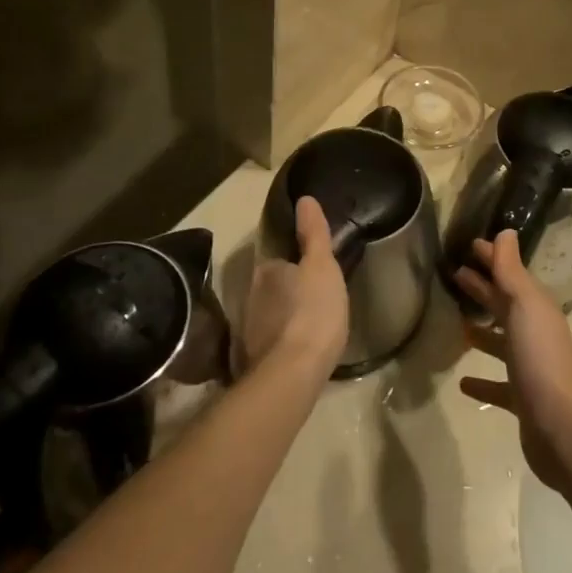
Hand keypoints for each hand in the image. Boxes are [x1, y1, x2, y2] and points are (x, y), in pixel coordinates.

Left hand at [239, 197, 348, 379]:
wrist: (292, 375)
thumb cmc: (313, 311)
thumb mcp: (322, 265)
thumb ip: (314, 233)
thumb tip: (304, 198)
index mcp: (266, 270)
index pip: (278, 257)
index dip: (295, 260)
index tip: (312, 266)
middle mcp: (250, 295)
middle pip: (272, 286)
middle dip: (289, 288)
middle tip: (316, 293)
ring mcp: (249, 330)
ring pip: (271, 313)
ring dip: (286, 314)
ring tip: (311, 320)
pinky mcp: (253, 359)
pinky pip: (271, 340)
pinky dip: (284, 339)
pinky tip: (300, 346)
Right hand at [453, 230, 571, 492]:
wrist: (559, 423)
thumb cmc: (539, 356)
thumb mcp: (523, 304)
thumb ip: (510, 270)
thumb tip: (505, 231)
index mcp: (535, 307)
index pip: (509, 274)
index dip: (492, 258)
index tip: (469, 245)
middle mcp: (534, 332)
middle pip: (504, 304)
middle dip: (483, 288)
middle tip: (455, 274)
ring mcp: (529, 366)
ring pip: (501, 342)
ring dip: (482, 332)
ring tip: (458, 323)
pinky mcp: (521, 399)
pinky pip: (497, 384)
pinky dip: (481, 380)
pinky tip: (462, 382)